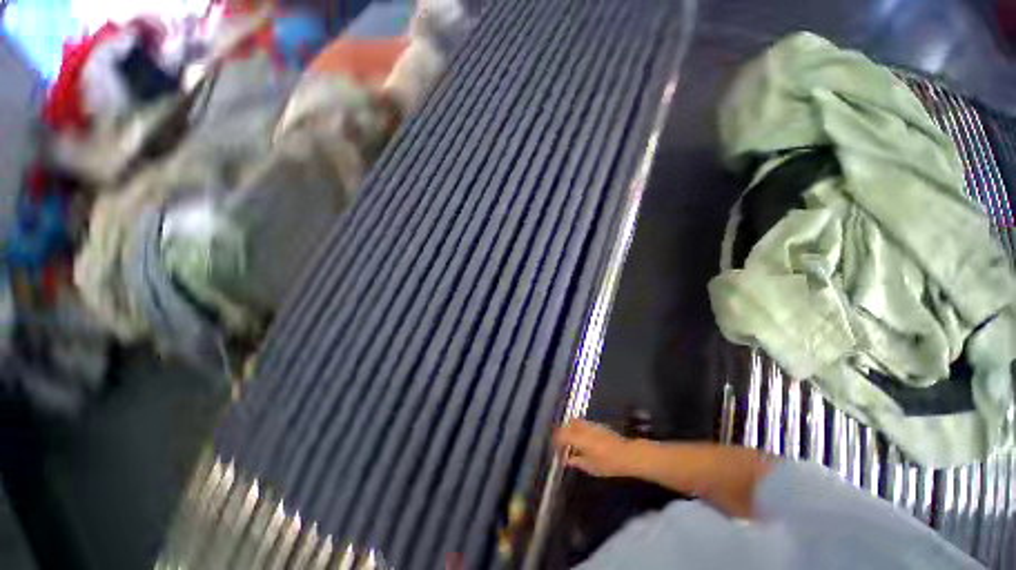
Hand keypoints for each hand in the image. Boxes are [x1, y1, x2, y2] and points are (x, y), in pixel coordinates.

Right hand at [553, 419, 636, 477]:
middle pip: (568, 425)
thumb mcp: (589, 467)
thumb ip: (576, 461)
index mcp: (578, 438)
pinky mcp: (598, 425)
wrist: (627, 455)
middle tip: (564, 445)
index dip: (556, 441)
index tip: (557, 449)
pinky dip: (580, 430)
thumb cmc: (607, 463)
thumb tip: (566, 460)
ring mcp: (591, 425)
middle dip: (563, 433)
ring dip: (572, 430)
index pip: (561, 434)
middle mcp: (583, 428)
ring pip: (576, 423)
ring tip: (574, 443)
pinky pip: (584, 424)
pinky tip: (585, 441)